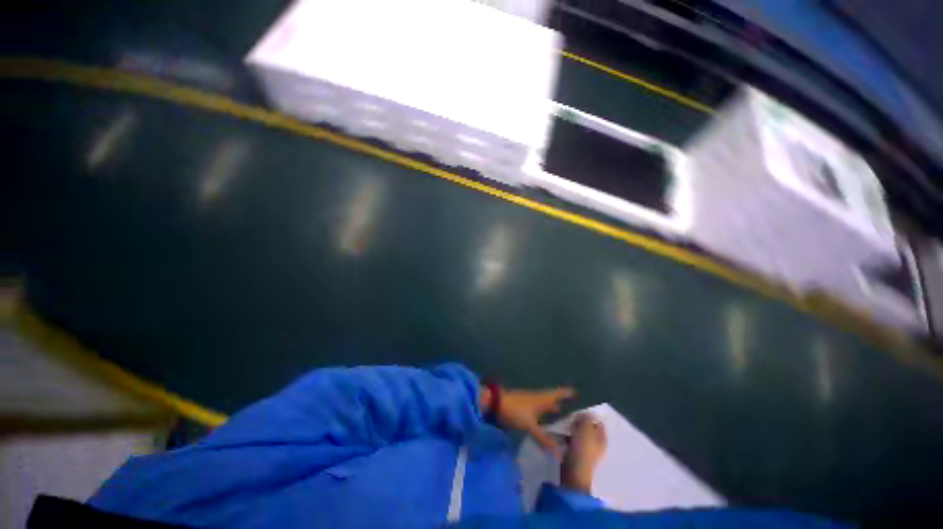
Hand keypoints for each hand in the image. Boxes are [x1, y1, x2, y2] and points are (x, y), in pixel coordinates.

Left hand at [483, 386, 575, 456]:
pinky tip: (541, 418)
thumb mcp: (530, 425)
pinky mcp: (521, 407)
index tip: (575, 391)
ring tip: (558, 410)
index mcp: (541, 399)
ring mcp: (527, 401)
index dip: (565, 393)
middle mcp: (536, 398)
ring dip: (549, 406)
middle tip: (569, 404)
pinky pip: (535, 408)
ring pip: (542, 403)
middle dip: (559, 400)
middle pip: (549, 398)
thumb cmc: (515, 410)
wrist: (494, 403)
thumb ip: (543, 438)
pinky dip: (541, 411)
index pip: (556, 394)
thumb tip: (559, 452)